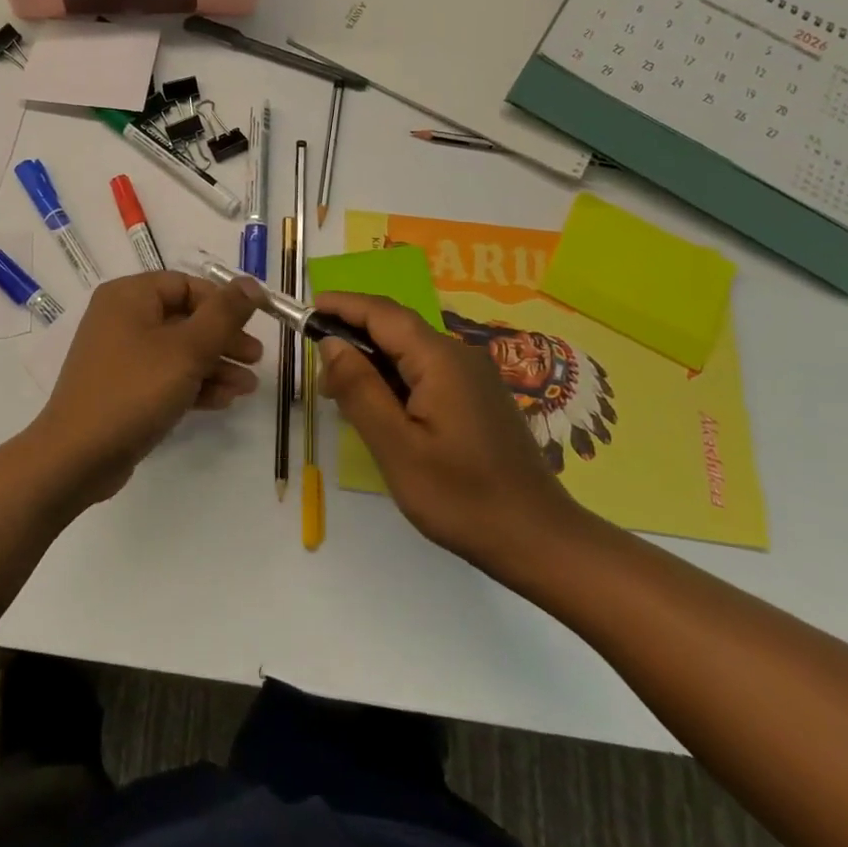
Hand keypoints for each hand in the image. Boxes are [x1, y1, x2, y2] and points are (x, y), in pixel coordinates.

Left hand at [29, 273, 261, 505]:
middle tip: (256, 359)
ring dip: (215, 365)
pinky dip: (193, 384)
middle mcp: (121, 318)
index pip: (186, 284)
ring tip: (247, 387)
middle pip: (184, 318)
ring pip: (178, 351)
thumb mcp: (187, 350)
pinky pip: (164, 376)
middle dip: (223, 339)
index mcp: (129, 296)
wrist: (78, 456)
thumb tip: (251, 283)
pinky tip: (223, 401)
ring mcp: (120, 355)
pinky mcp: (123, 388)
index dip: (222, 302)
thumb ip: (223, 315)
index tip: (255, 323)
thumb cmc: (134, 390)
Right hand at [313, 291, 587, 577]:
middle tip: (320, 375)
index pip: (381, 313)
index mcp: (439, 359)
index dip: (341, 305)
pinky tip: (383, 410)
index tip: (306, 310)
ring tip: (343, 397)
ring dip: (373, 361)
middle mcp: (459, 355)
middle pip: (396, 327)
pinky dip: (395, 377)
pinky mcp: (479, 397)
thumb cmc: (462, 497)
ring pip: (410, 350)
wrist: (541, 541)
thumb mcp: (397, 447)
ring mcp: (474, 376)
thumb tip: (331, 343)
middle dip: (353, 336)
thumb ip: (360, 389)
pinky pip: (428, 370)